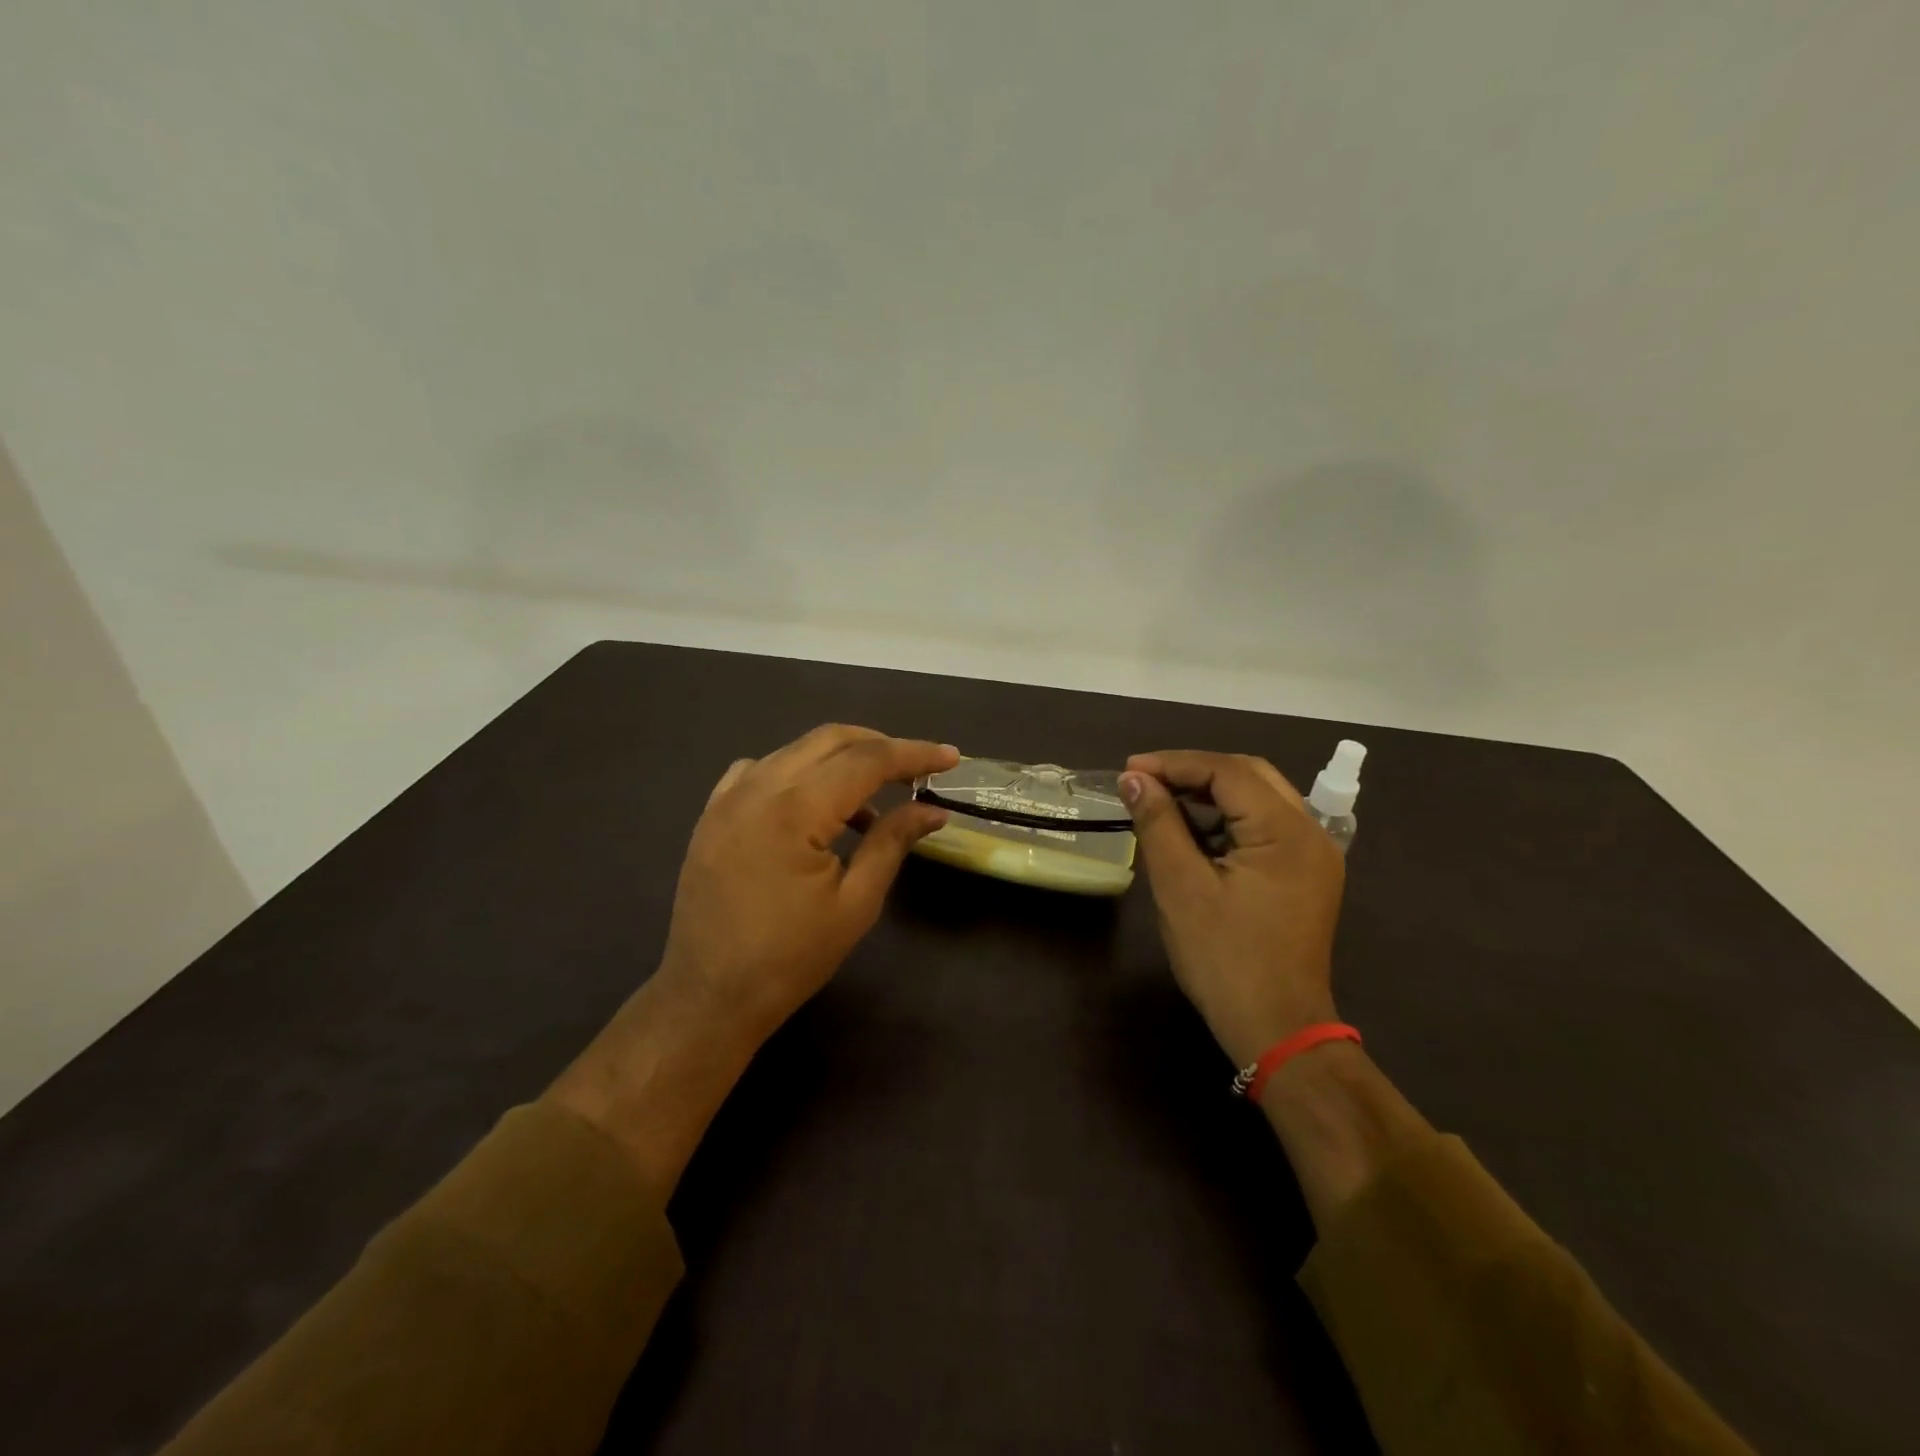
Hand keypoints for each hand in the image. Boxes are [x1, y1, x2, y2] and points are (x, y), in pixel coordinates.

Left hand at [548, 725, 954, 1193]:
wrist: (709, 997)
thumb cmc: (790, 958)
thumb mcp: (856, 903)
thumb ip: (892, 842)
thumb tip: (932, 810)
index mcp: (794, 809)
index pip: (866, 760)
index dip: (913, 754)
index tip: (950, 757)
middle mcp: (757, 787)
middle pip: (829, 740)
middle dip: (879, 745)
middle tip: (915, 770)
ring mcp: (727, 797)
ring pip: (795, 750)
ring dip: (839, 759)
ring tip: (872, 797)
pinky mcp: (712, 813)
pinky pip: (760, 769)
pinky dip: (797, 772)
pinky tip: (812, 805)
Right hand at [1120, 751, 1344, 1066]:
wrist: (1276, 1030)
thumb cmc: (1224, 959)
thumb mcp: (1180, 887)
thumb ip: (1158, 823)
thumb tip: (1133, 779)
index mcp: (1286, 831)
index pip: (1227, 772)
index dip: (1174, 764)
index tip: (1128, 771)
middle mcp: (1310, 833)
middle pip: (1249, 776)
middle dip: (1193, 772)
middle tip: (1144, 782)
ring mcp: (1313, 855)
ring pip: (1258, 799)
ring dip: (1209, 795)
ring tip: (1161, 804)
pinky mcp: (1305, 875)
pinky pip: (1264, 827)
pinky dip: (1226, 821)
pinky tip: (1192, 834)